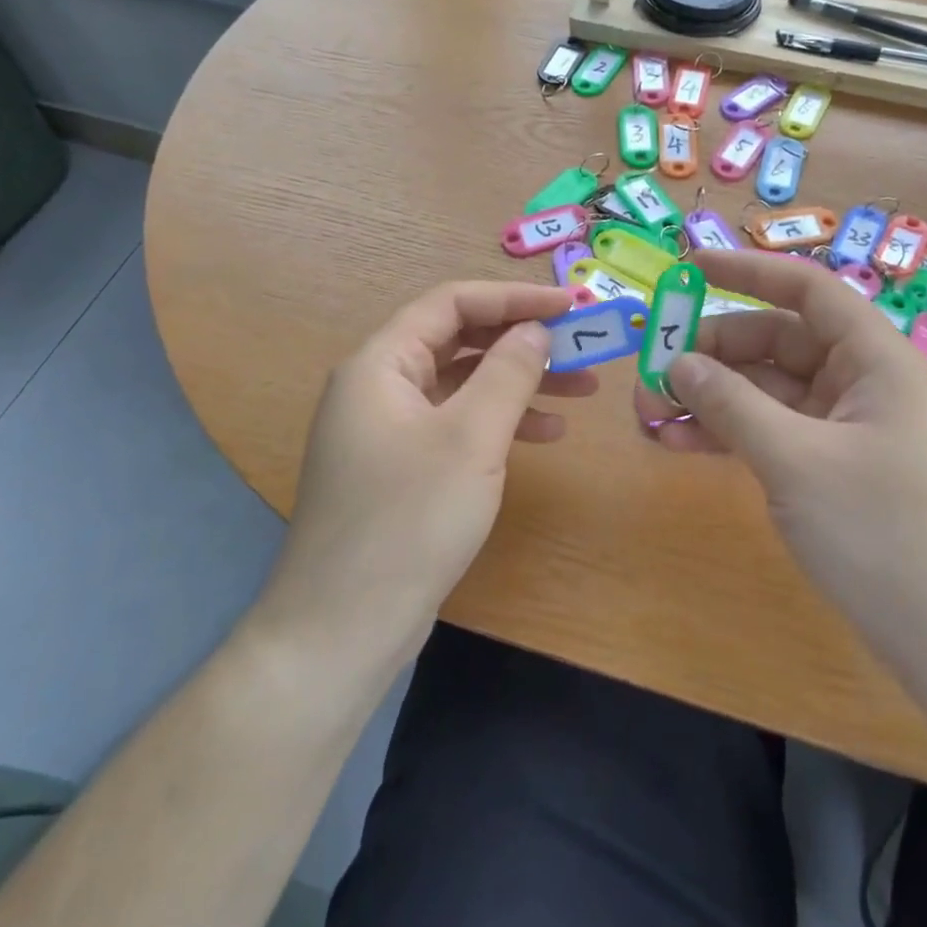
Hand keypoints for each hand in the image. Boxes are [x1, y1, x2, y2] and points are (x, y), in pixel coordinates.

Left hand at [257, 281, 594, 668]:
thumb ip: (508, 372)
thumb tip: (535, 329)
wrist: (343, 629)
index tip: (572, 306)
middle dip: (523, 341)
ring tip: (581, 391)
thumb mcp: (471, 438)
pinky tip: (545, 435)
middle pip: (459, 341)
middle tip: (583, 348)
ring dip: (520, 382)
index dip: (515, 297)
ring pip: (463, 384)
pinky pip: (457, 423)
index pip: (452, 303)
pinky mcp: (401, 467)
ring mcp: (388, 430)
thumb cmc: (408, 520)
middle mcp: (379, 386)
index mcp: (381, 364)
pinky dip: (500, 422)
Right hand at [636, 252, 926, 655]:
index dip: (747, 271)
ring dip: (711, 397)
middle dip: (711, 354)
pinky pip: (772, 431)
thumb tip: (677, 362)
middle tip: (651, 372)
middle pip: (775, 342)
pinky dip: (730, 433)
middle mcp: (861, 381)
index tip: (688, 270)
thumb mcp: (795, 462)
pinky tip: (680, 444)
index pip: (807, 290)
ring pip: (766, 390)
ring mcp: (846, 426)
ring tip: (651, 414)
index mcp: (874, 358)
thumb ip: (732, 404)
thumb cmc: (883, 533)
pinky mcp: (831, 465)